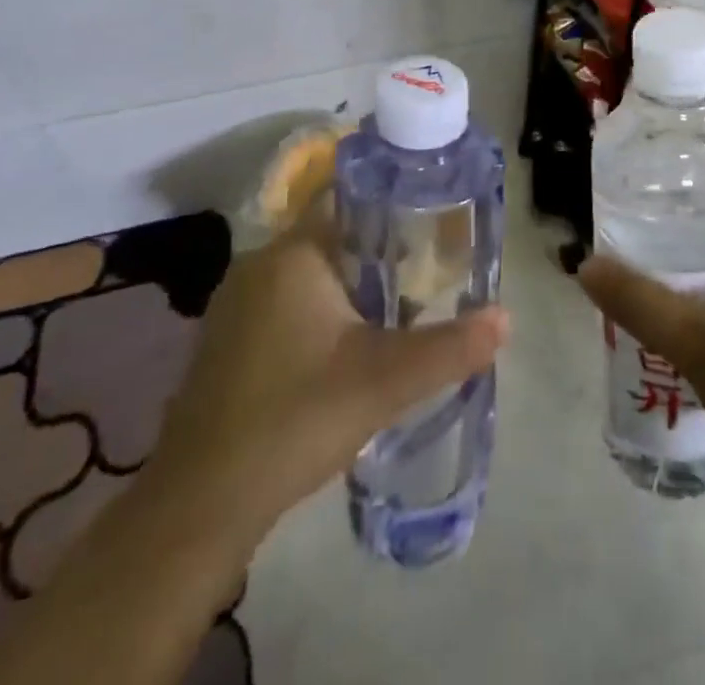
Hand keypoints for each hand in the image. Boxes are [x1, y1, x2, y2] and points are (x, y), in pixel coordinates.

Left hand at [148, 208, 510, 551]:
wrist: (199, 505)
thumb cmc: (295, 419)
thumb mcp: (384, 381)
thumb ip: (449, 347)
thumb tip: (505, 318)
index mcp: (293, 255)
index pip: (347, 200)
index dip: (391, 205)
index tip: (430, 220)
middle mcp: (258, 265)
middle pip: (331, 238)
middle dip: (378, 253)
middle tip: (425, 275)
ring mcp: (235, 304)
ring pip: (307, 274)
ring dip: (348, 287)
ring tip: (395, 311)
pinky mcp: (225, 340)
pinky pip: (283, 304)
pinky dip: (317, 312)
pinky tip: (342, 350)